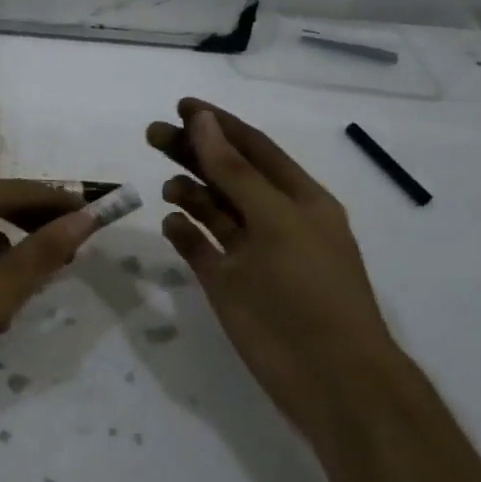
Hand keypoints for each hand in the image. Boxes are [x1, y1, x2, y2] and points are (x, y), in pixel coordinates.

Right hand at [148, 98, 394, 404]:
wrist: (328, 376)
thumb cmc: (308, 288)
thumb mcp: (276, 220)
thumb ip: (235, 171)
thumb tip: (203, 121)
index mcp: (298, 199)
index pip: (253, 148)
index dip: (219, 124)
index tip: (181, 105)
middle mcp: (273, 219)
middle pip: (226, 173)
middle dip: (192, 151)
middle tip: (152, 135)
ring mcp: (249, 253)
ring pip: (212, 210)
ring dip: (189, 191)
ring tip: (166, 186)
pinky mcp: (228, 283)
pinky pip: (200, 247)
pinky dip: (184, 233)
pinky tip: (170, 223)